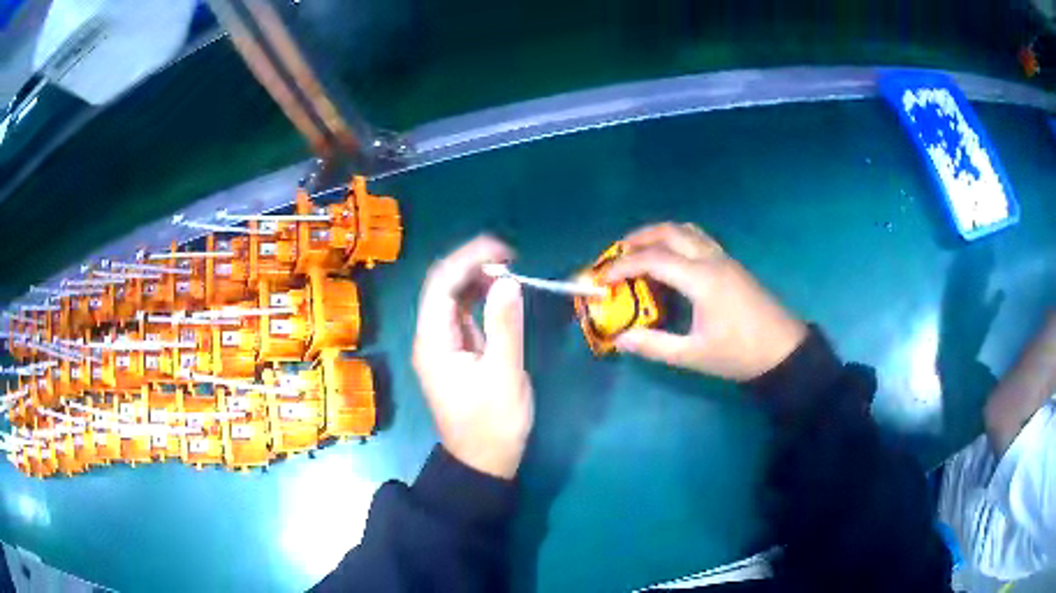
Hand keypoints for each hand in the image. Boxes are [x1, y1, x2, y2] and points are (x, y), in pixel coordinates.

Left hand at [412, 236, 533, 479]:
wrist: (483, 463)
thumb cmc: (494, 425)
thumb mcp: (505, 375)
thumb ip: (505, 326)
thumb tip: (507, 280)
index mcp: (434, 342)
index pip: (441, 284)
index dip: (468, 258)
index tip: (505, 251)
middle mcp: (430, 338)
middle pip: (442, 286)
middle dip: (472, 264)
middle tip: (511, 259)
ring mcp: (440, 345)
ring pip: (451, 298)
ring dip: (476, 279)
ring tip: (509, 271)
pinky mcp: (454, 352)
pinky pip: (461, 314)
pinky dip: (479, 299)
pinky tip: (498, 294)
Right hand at [604, 223, 807, 381]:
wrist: (784, 350)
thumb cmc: (739, 354)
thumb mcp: (694, 355)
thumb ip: (655, 345)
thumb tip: (620, 338)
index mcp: (701, 279)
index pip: (654, 259)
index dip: (623, 266)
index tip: (602, 278)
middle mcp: (712, 259)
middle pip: (670, 232)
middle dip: (639, 238)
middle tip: (616, 254)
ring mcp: (724, 258)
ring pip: (687, 231)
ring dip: (660, 234)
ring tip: (639, 250)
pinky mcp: (732, 264)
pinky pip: (699, 239)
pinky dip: (677, 240)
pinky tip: (671, 259)